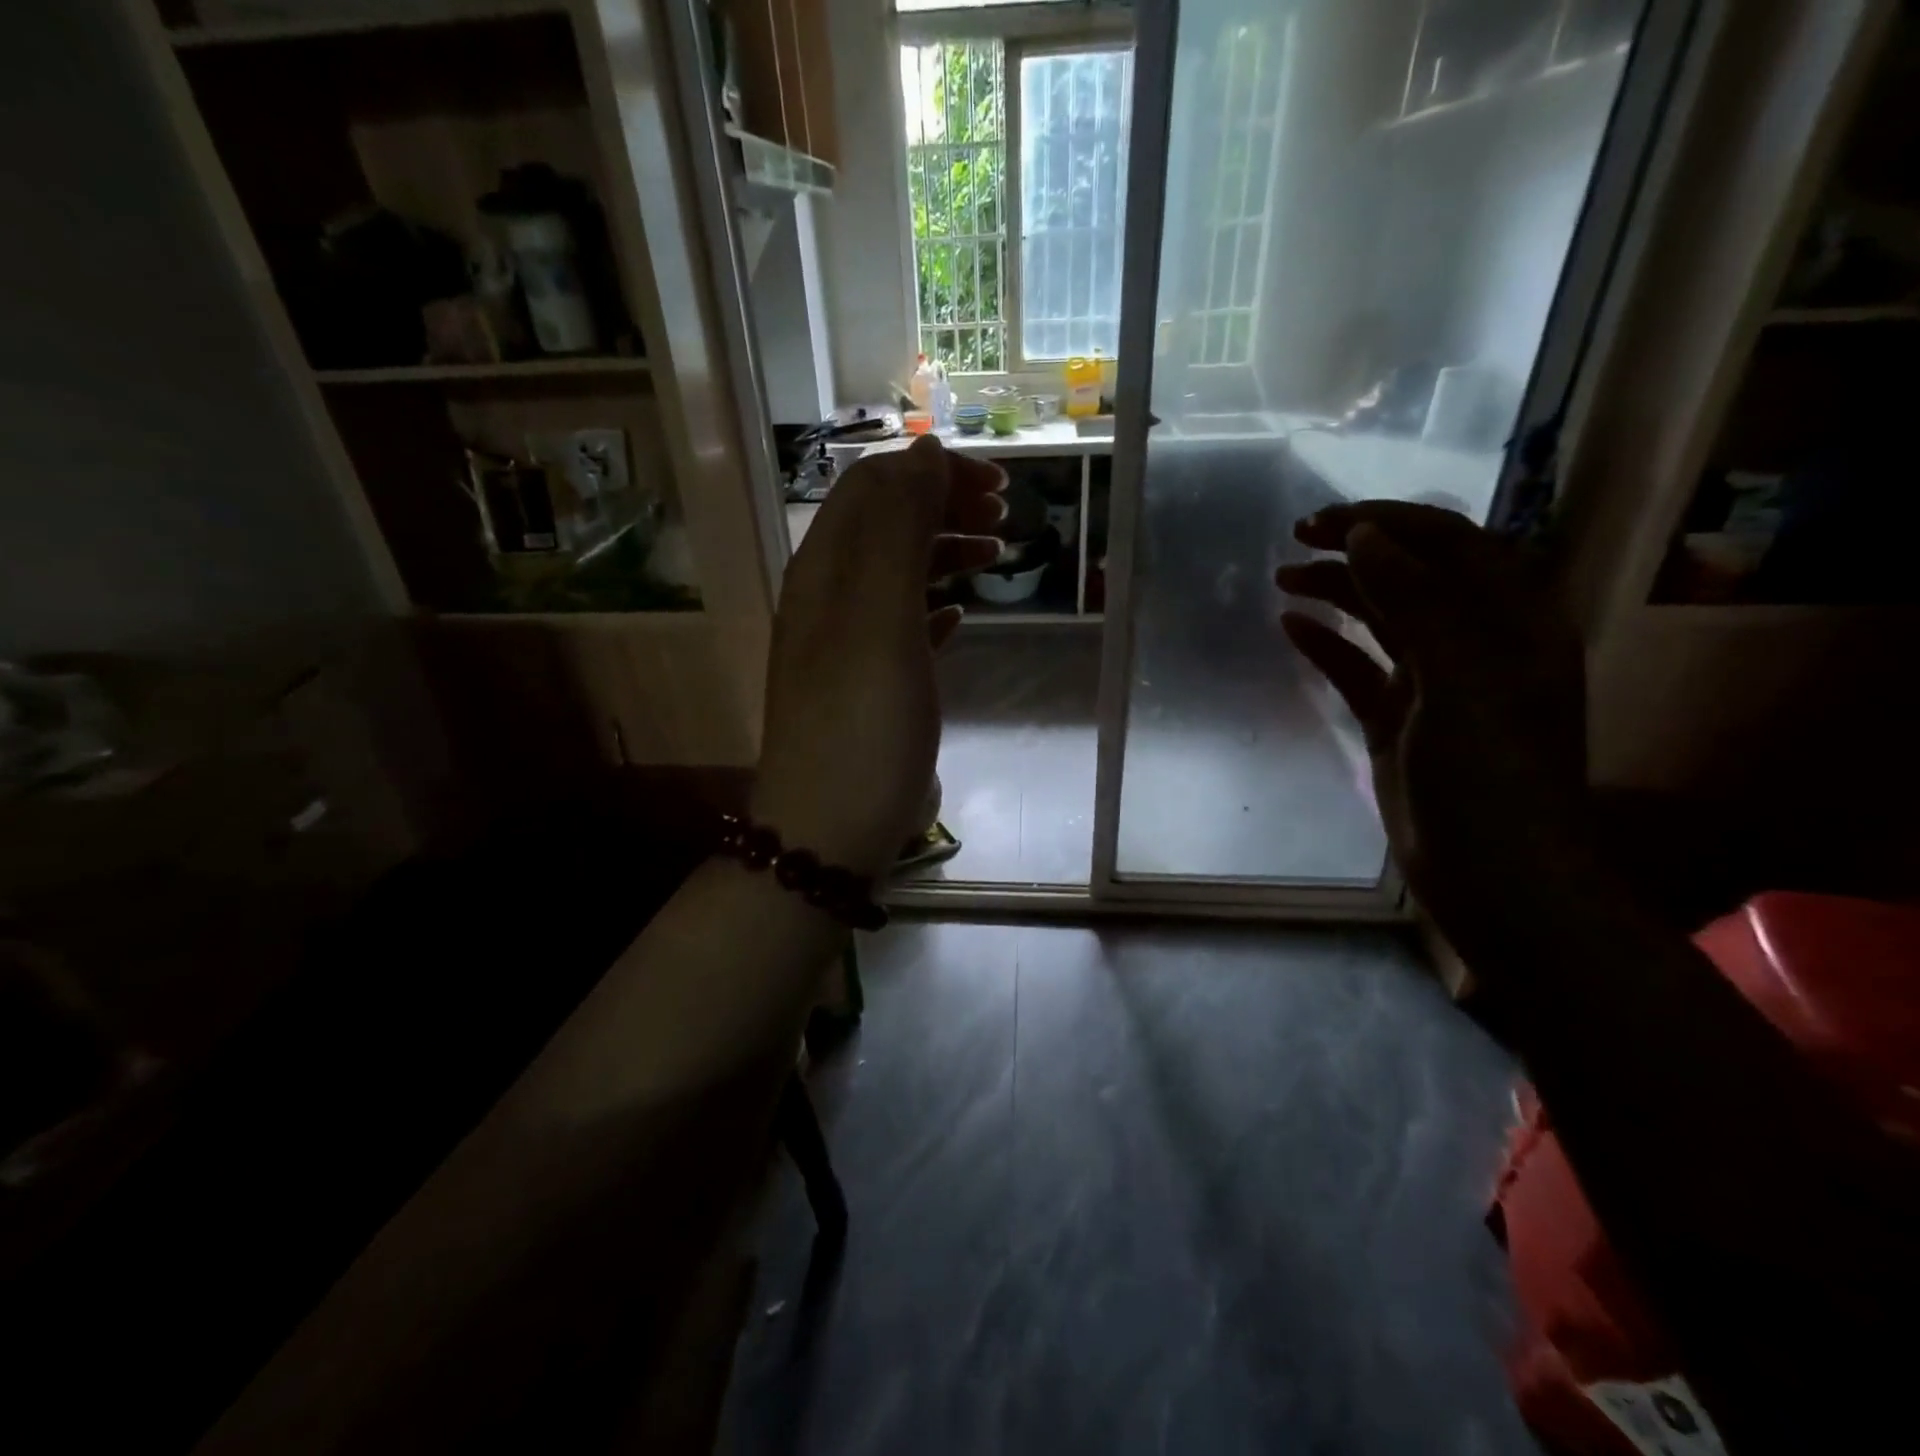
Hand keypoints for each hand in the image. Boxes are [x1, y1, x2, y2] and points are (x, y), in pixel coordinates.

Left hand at [753, 437, 1005, 877]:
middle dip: (944, 505)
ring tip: (996, 556)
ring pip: (897, 573)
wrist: (831, 830)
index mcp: (824, 571)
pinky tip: (962, 616)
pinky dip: (936, 606)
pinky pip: (903, 624)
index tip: (997, 487)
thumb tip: (923, 454)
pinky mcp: (868, 684)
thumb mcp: (880, 620)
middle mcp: (828, 597)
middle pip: (886, 524)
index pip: (873, 486)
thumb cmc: (862, 724)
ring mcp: (847, 644)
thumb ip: (898, 532)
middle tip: (1005, 517)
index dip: (932, 473)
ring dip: (945, 551)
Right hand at [1275, 502, 1589, 948]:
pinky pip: (1359, 669)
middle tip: (1296, 539)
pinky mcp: (1398, 721)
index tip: (1327, 521)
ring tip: (1284, 577)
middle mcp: (1475, 643)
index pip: (1451, 546)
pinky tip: (1292, 628)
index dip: (1391, 523)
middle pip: (1413, 576)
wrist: (1494, 876)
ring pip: (1382, 620)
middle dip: (1358, 550)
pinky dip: (1327, 644)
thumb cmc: (1490, 775)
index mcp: (1511, 623)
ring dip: (1338, 592)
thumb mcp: (1459, 679)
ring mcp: (1434, 685)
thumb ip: (1416, 602)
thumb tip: (1364, 536)